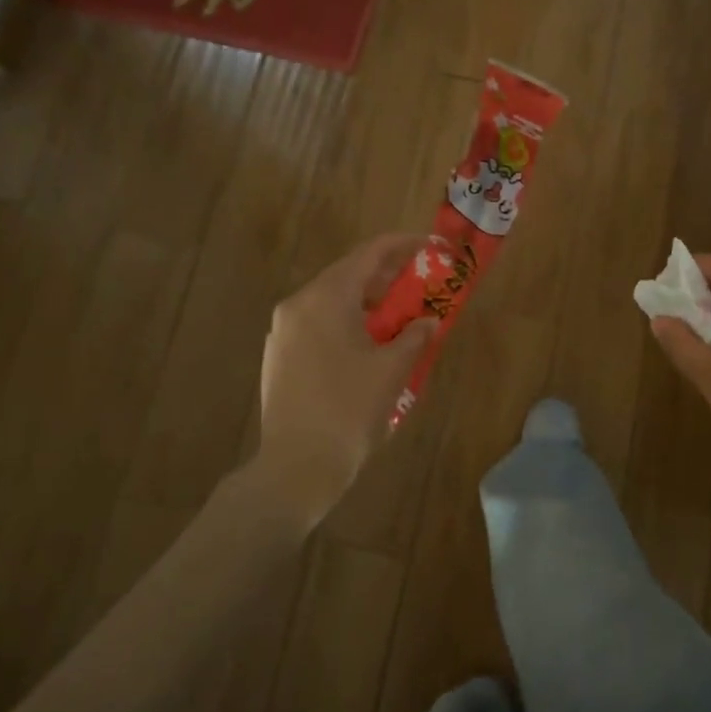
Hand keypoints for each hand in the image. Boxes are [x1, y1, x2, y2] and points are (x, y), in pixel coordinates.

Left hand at [254, 234, 436, 523]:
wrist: (297, 466)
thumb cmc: (350, 411)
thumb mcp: (392, 370)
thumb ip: (414, 336)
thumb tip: (428, 321)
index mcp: (325, 298)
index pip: (369, 254)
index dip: (404, 245)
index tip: (432, 246)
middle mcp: (297, 305)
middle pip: (347, 275)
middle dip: (387, 277)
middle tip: (420, 285)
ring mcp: (282, 332)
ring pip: (331, 301)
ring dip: (367, 302)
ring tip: (399, 317)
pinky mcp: (278, 356)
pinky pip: (317, 324)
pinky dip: (346, 323)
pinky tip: (367, 345)